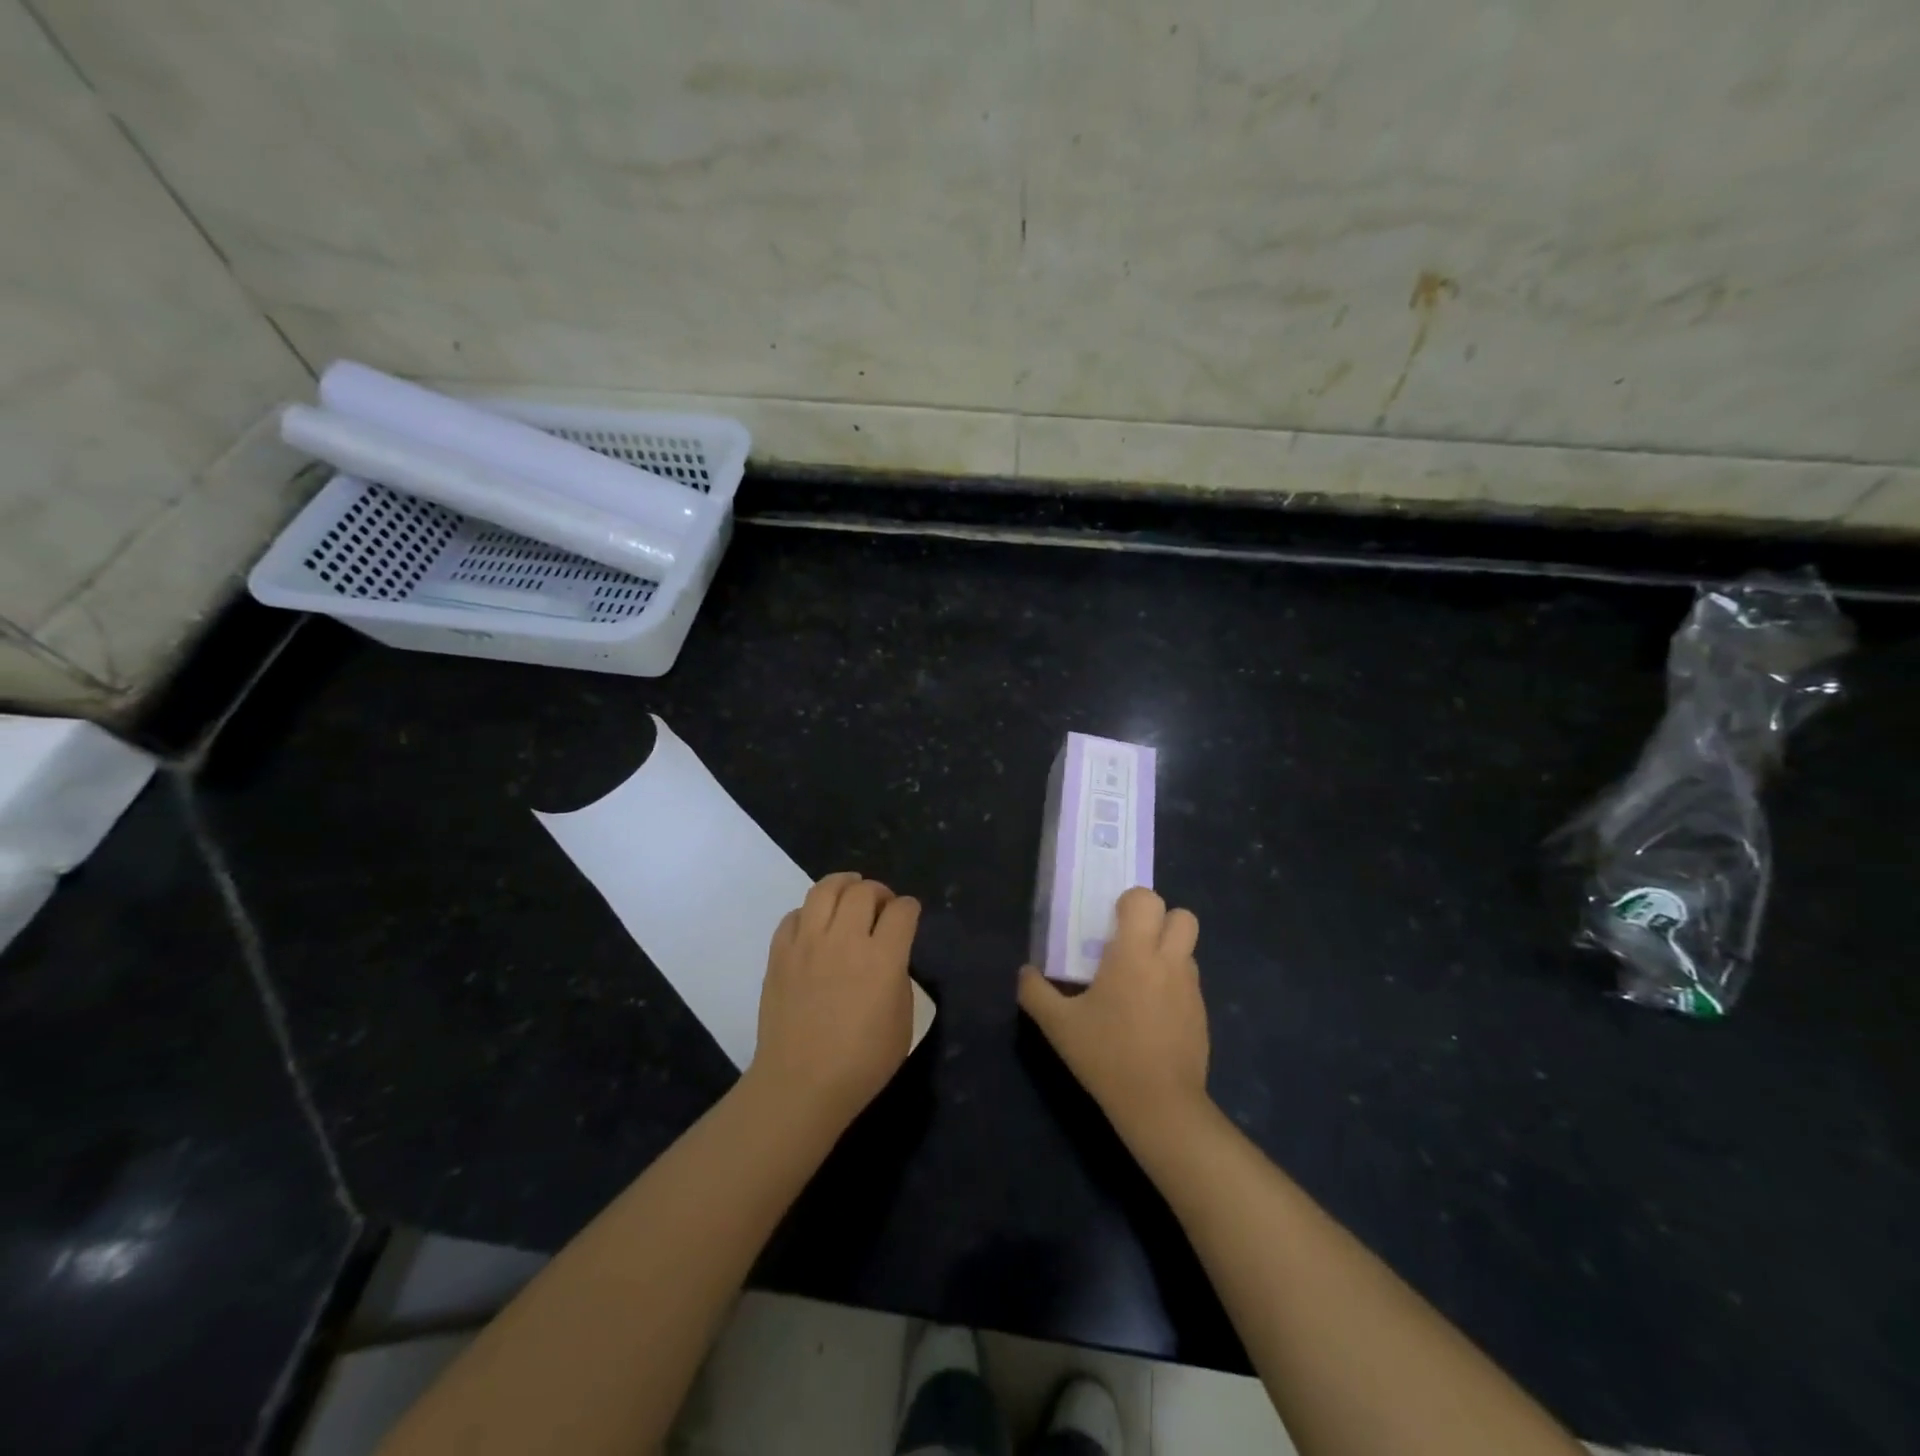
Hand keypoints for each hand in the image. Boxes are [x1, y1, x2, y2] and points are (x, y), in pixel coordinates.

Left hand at [749, 872, 920, 1129]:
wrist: (800, 1085)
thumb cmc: (861, 1063)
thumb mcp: (902, 1022)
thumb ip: (898, 978)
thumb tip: (888, 957)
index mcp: (883, 959)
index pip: (902, 911)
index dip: (910, 908)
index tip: (909, 915)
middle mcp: (845, 940)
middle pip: (864, 891)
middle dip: (879, 892)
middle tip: (881, 906)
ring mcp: (807, 944)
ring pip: (825, 889)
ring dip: (844, 885)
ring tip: (849, 893)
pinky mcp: (780, 954)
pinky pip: (794, 915)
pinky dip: (810, 912)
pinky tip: (816, 925)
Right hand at [1018, 887, 1210, 1146]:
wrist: (1160, 1105)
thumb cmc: (1107, 1055)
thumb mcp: (1058, 1026)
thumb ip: (1035, 993)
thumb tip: (1025, 972)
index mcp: (1135, 953)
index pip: (1146, 899)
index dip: (1129, 903)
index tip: (1110, 925)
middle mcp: (1169, 961)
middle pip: (1182, 915)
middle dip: (1160, 920)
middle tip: (1131, 944)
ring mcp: (1191, 988)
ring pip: (1187, 949)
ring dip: (1167, 952)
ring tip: (1138, 982)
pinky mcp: (1202, 1014)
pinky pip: (1190, 982)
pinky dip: (1173, 985)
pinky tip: (1150, 1016)